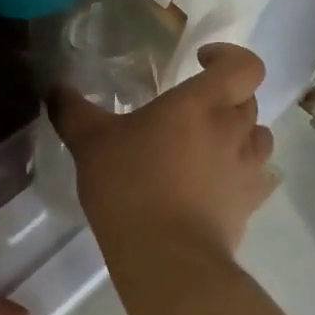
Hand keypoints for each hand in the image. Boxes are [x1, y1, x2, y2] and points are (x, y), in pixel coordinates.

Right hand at [52, 43, 276, 260]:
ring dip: (241, 134)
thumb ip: (72, 111)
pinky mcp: (250, 204)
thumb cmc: (130, 186)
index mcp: (202, 103)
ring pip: (259, 137)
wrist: (166, 257)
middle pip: (249, 99)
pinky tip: (219, 184)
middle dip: (226, 98)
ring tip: (210, 145)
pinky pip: (258, 178)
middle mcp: (234, 129)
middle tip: (193, 111)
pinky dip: (244, 174)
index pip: (244, 65)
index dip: (230, 57)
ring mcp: (247, 168)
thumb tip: (54, 88)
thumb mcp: (90, 143)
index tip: (202, 63)